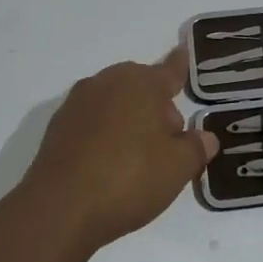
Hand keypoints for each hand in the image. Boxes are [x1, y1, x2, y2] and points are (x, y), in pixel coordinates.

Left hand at [18, 50, 217, 256]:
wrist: (58, 210)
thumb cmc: (128, 179)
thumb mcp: (177, 168)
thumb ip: (196, 148)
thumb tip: (205, 137)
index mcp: (141, 84)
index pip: (169, 70)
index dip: (180, 65)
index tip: (183, 51)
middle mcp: (107, 83)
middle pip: (141, 87)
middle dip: (157, 108)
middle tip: (168, 142)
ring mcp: (77, 104)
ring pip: (115, 103)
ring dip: (130, 121)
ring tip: (139, 159)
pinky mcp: (57, 128)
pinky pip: (92, 122)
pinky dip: (105, 135)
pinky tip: (109, 165)